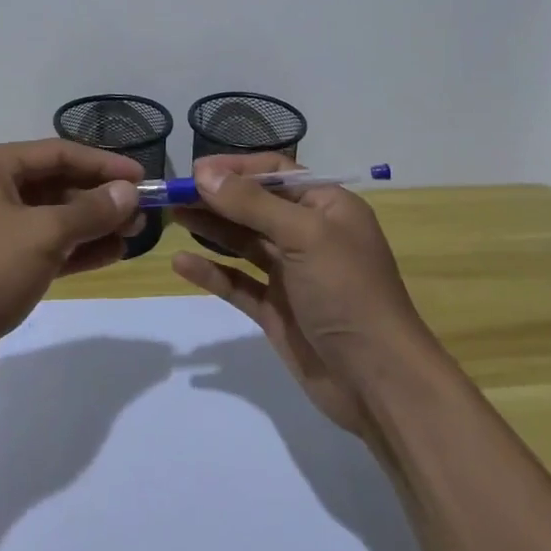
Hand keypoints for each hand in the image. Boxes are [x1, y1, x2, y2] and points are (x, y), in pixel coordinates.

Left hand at [0, 140, 142, 387]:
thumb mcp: (43, 235)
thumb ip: (90, 211)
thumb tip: (129, 191)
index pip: (58, 153)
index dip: (103, 163)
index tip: (143, 176)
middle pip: (55, 183)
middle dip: (99, 198)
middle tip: (142, 212)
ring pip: (50, 216)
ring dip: (90, 224)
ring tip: (133, 234)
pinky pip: (40, 245)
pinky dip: (72, 249)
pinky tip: (109, 254)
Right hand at [170, 155, 433, 435]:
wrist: (379, 382)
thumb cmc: (347, 292)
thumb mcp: (304, 236)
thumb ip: (251, 203)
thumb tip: (204, 172)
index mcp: (326, 206)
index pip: (276, 172)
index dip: (236, 168)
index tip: (195, 171)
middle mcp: (309, 234)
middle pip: (254, 205)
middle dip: (216, 197)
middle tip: (173, 193)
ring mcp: (291, 274)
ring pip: (243, 241)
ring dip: (210, 227)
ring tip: (172, 215)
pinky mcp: (276, 309)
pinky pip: (237, 282)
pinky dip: (211, 272)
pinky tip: (181, 264)